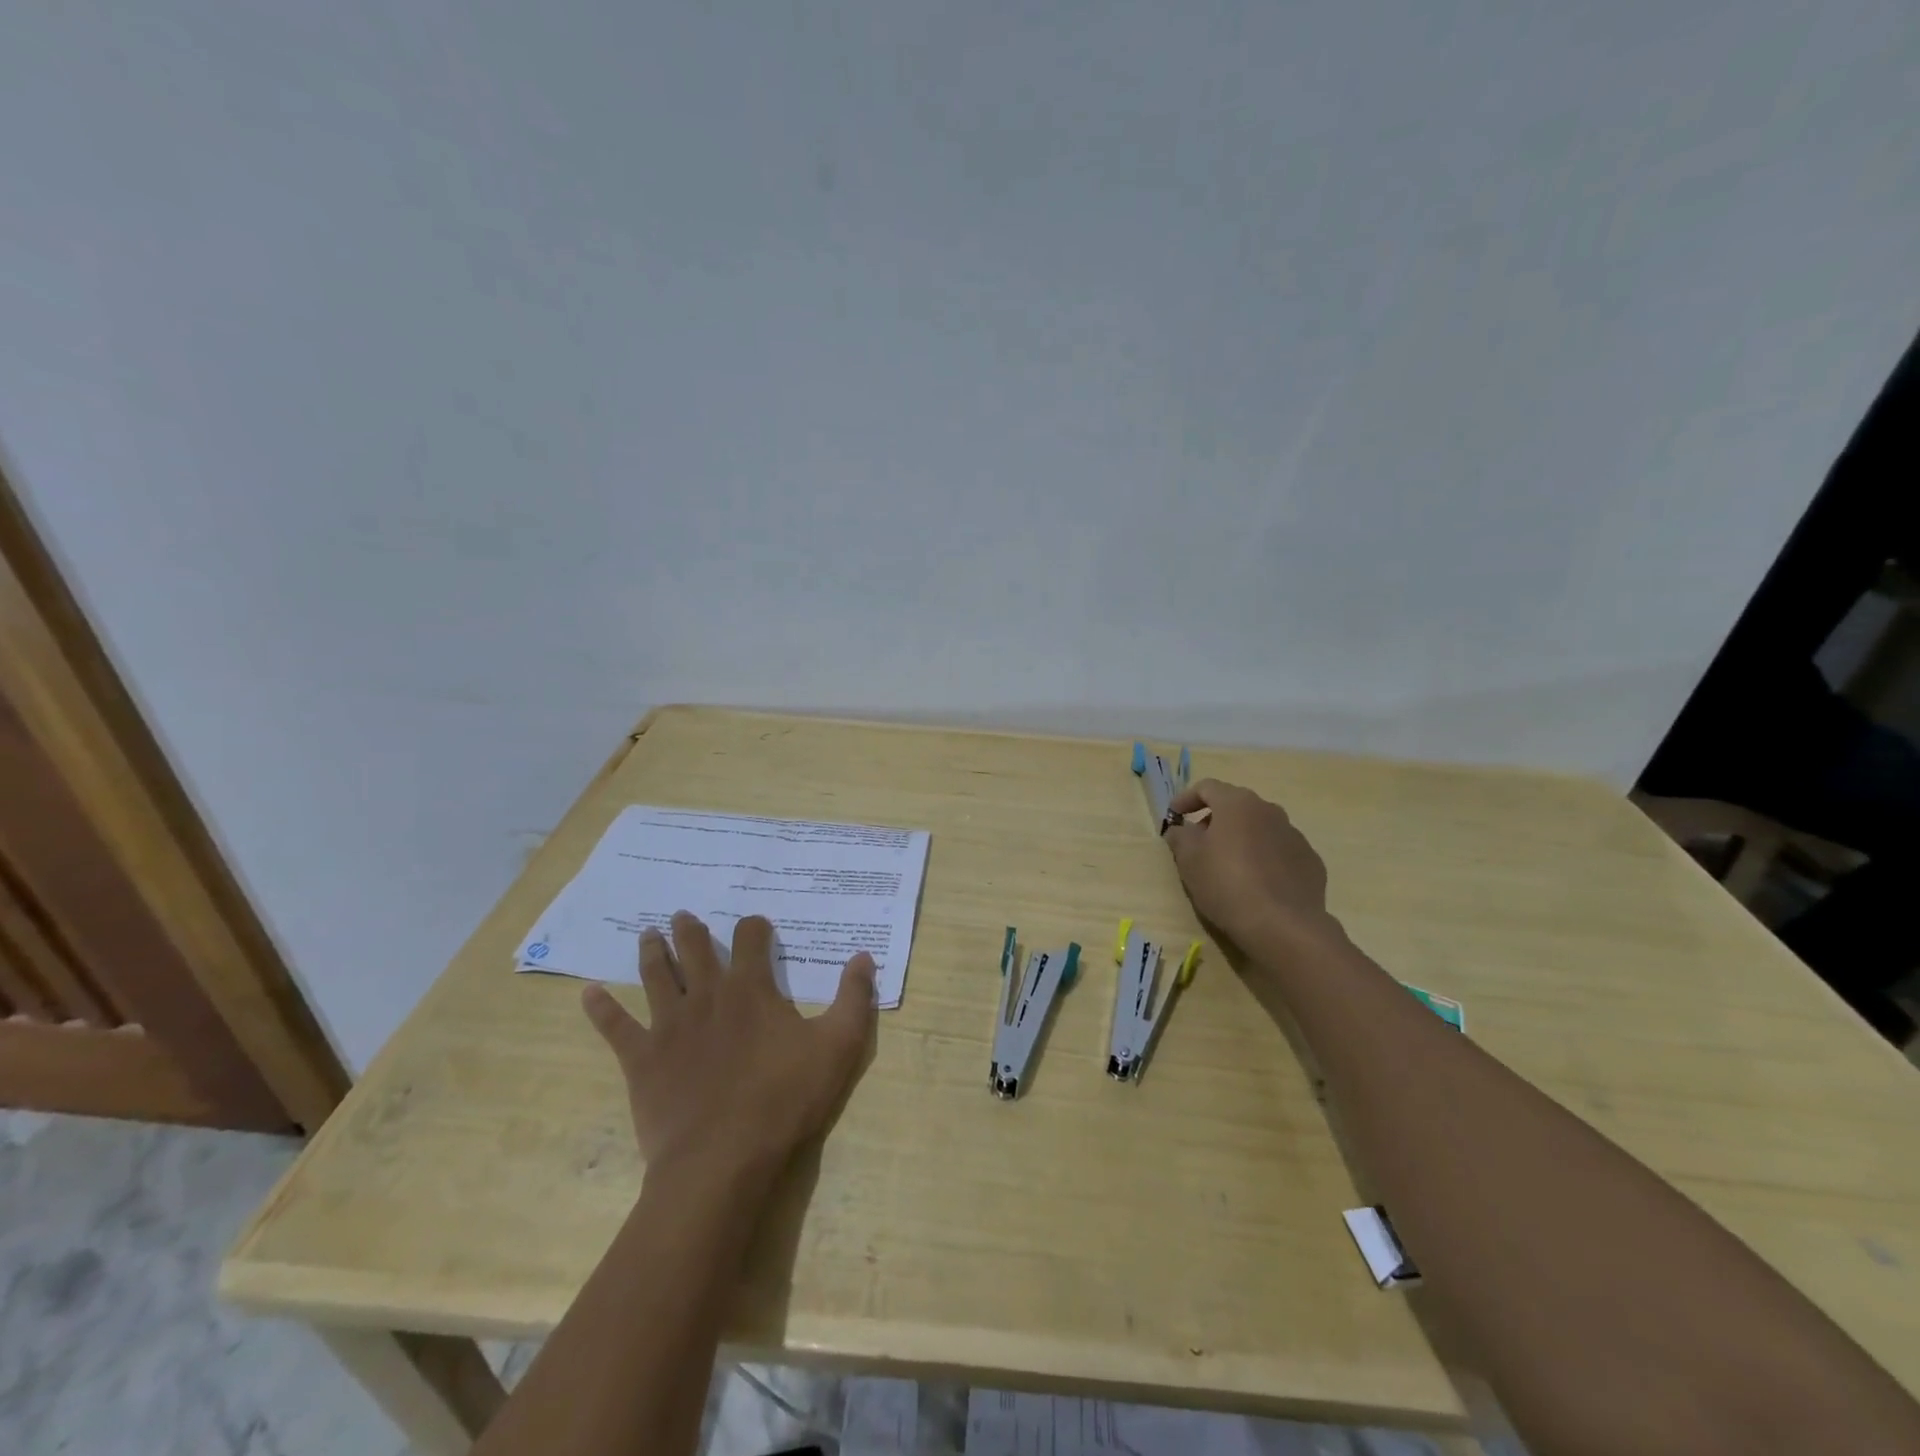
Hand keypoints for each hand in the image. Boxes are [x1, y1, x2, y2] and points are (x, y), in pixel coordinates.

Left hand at [581, 912, 876, 1179]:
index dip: (755, 926)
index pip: (750, 937)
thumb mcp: (838, 1046)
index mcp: (751, 988)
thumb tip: (864, 956)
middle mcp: (707, 995)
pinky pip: (616, 1027)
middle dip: (691, 929)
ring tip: (647, 934)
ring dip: (652, 952)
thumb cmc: (785, 1098)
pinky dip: (601, 1008)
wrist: (722, 1159)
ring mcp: (669, 1025)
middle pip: (695, 949)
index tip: (757, 926)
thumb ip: (854, 997)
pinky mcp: (641, 1059)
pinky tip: (587, 992)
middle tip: (682, 915)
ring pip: (656, 976)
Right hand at [1161, 779, 1340, 952]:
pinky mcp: (1310, 862)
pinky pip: (1279, 851)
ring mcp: (1294, 836)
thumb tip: (1180, 829)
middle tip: (1199, 843)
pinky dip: (1264, 859)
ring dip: (1241, 839)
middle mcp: (1269, 811)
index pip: (1207, 787)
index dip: (1186, 799)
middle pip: (1236, 806)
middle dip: (1214, 820)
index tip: (1174, 816)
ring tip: (1228, 866)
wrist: (1283, 926)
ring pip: (1260, 828)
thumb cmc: (1226, 884)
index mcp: (1237, 804)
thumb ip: (1180, 837)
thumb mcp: (1189, 860)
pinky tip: (1257, 884)